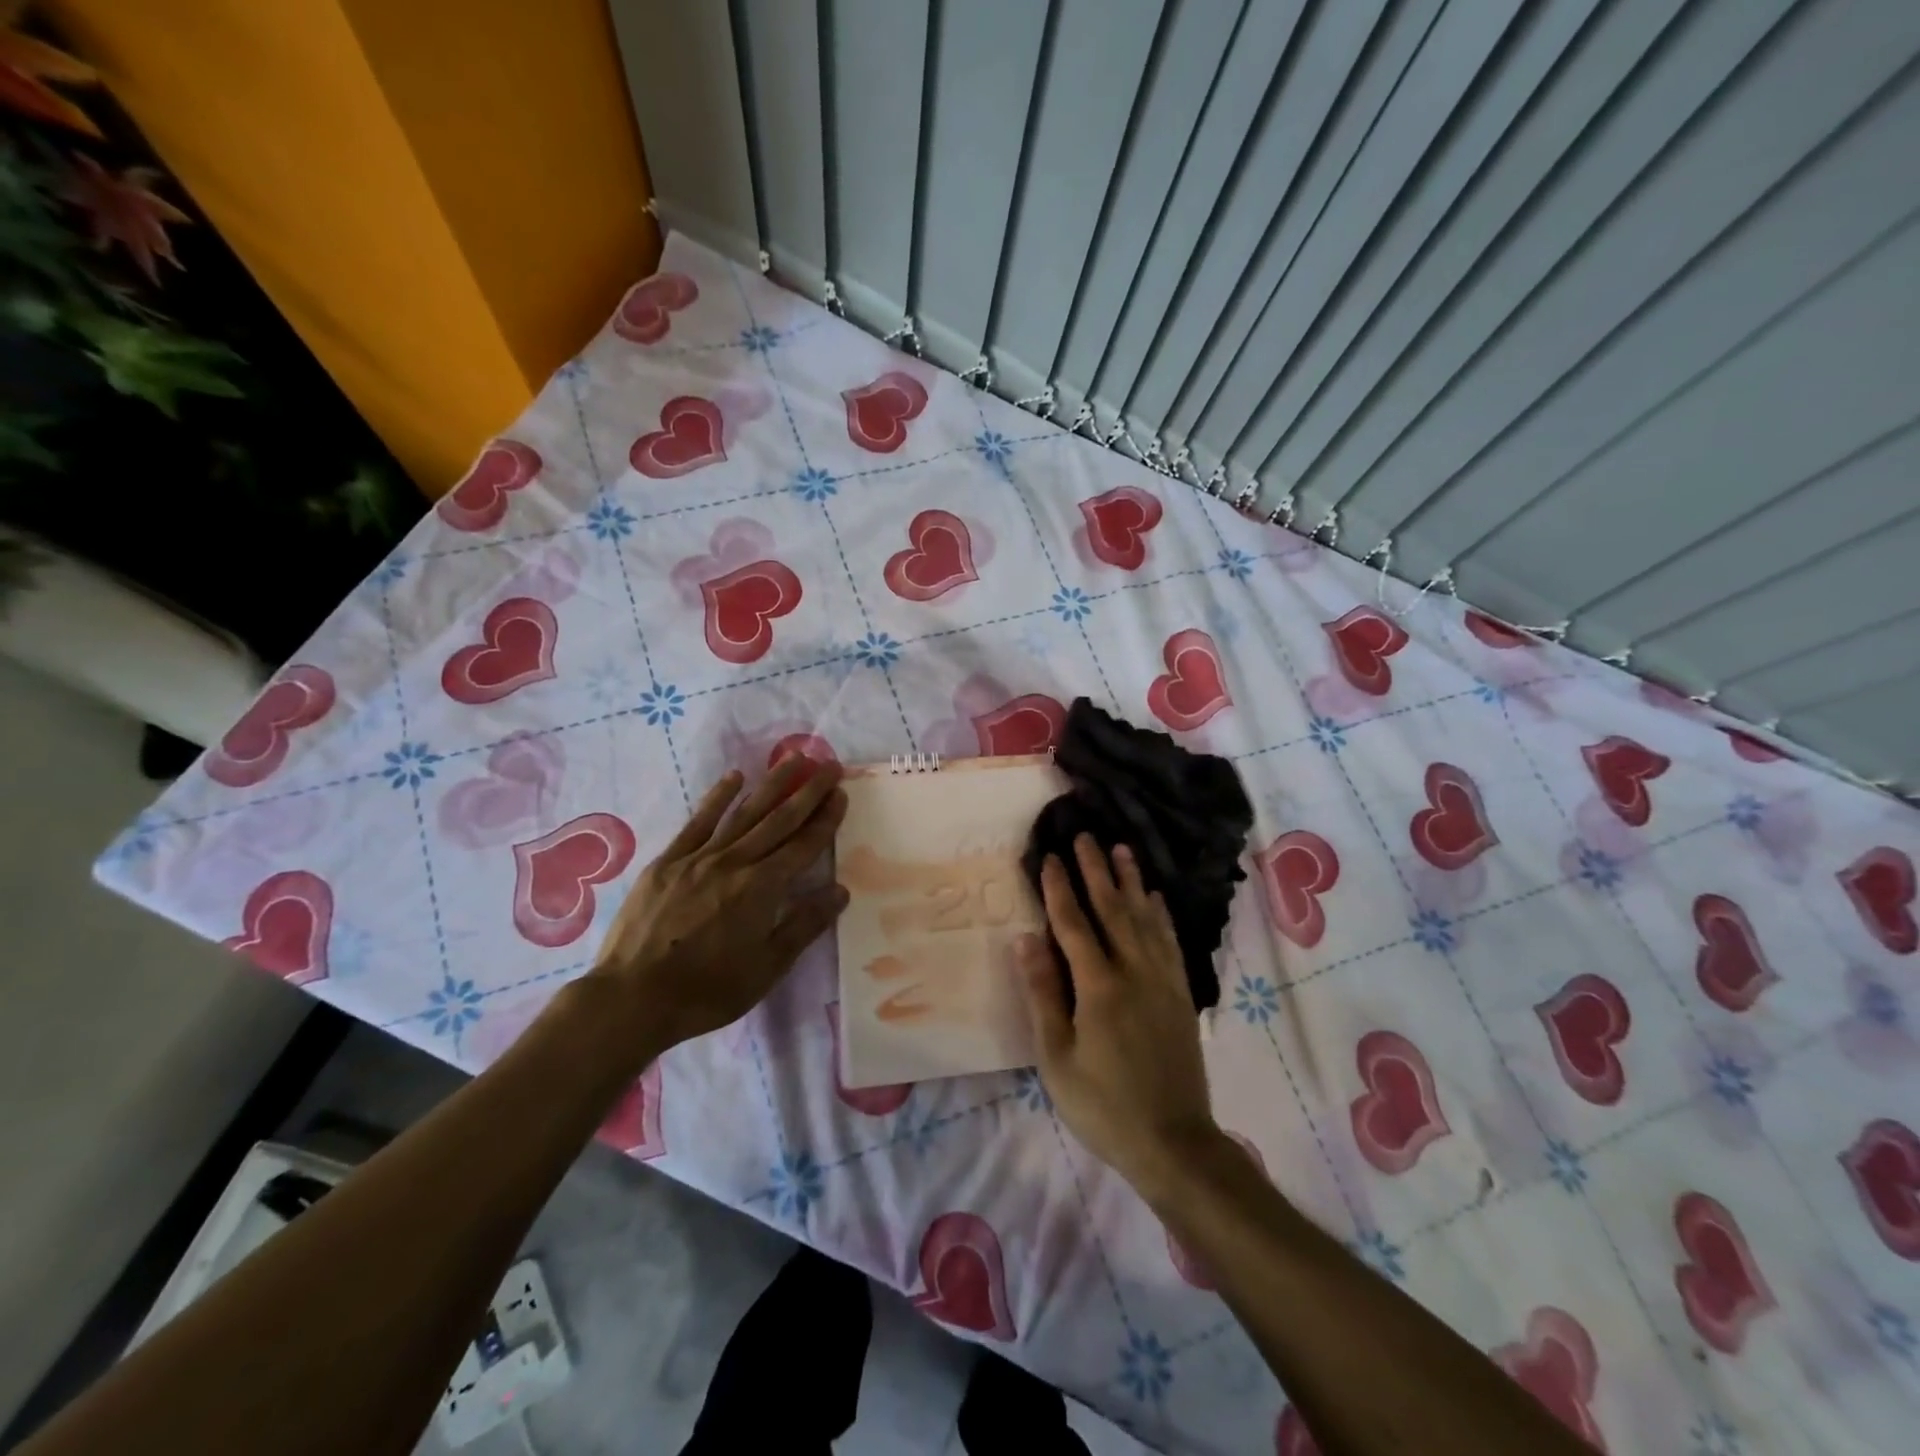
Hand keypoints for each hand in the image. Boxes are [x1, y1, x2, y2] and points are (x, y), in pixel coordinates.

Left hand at [588, 757, 848, 1055]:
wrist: (632, 997)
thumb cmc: (707, 990)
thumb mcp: (767, 968)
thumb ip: (804, 926)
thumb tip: (840, 891)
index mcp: (762, 888)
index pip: (803, 846)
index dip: (826, 820)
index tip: (841, 794)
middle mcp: (735, 862)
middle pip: (779, 820)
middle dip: (808, 792)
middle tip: (829, 765)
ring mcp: (699, 857)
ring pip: (744, 812)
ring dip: (772, 784)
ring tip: (794, 759)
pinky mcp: (668, 861)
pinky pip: (699, 821)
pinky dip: (718, 797)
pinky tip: (734, 777)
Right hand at [1017, 835, 1218, 1197]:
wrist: (1173, 1142)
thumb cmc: (1102, 1105)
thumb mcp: (1057, 1058)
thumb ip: (1043, 994)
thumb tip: (1026, 940)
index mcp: (1098, 987)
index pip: (1073, 924)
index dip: (1060, 889)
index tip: (1051, 856)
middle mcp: (1133, 972)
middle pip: (1112, 910)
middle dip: (1097, 871)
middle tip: (1087, 836)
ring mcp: (1162, 981)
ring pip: (1145, 919)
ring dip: (1131, 882)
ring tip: (1122, 850)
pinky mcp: (1180, 995)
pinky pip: (1169, 942)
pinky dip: (1160, 915)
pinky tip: (1155, 899)